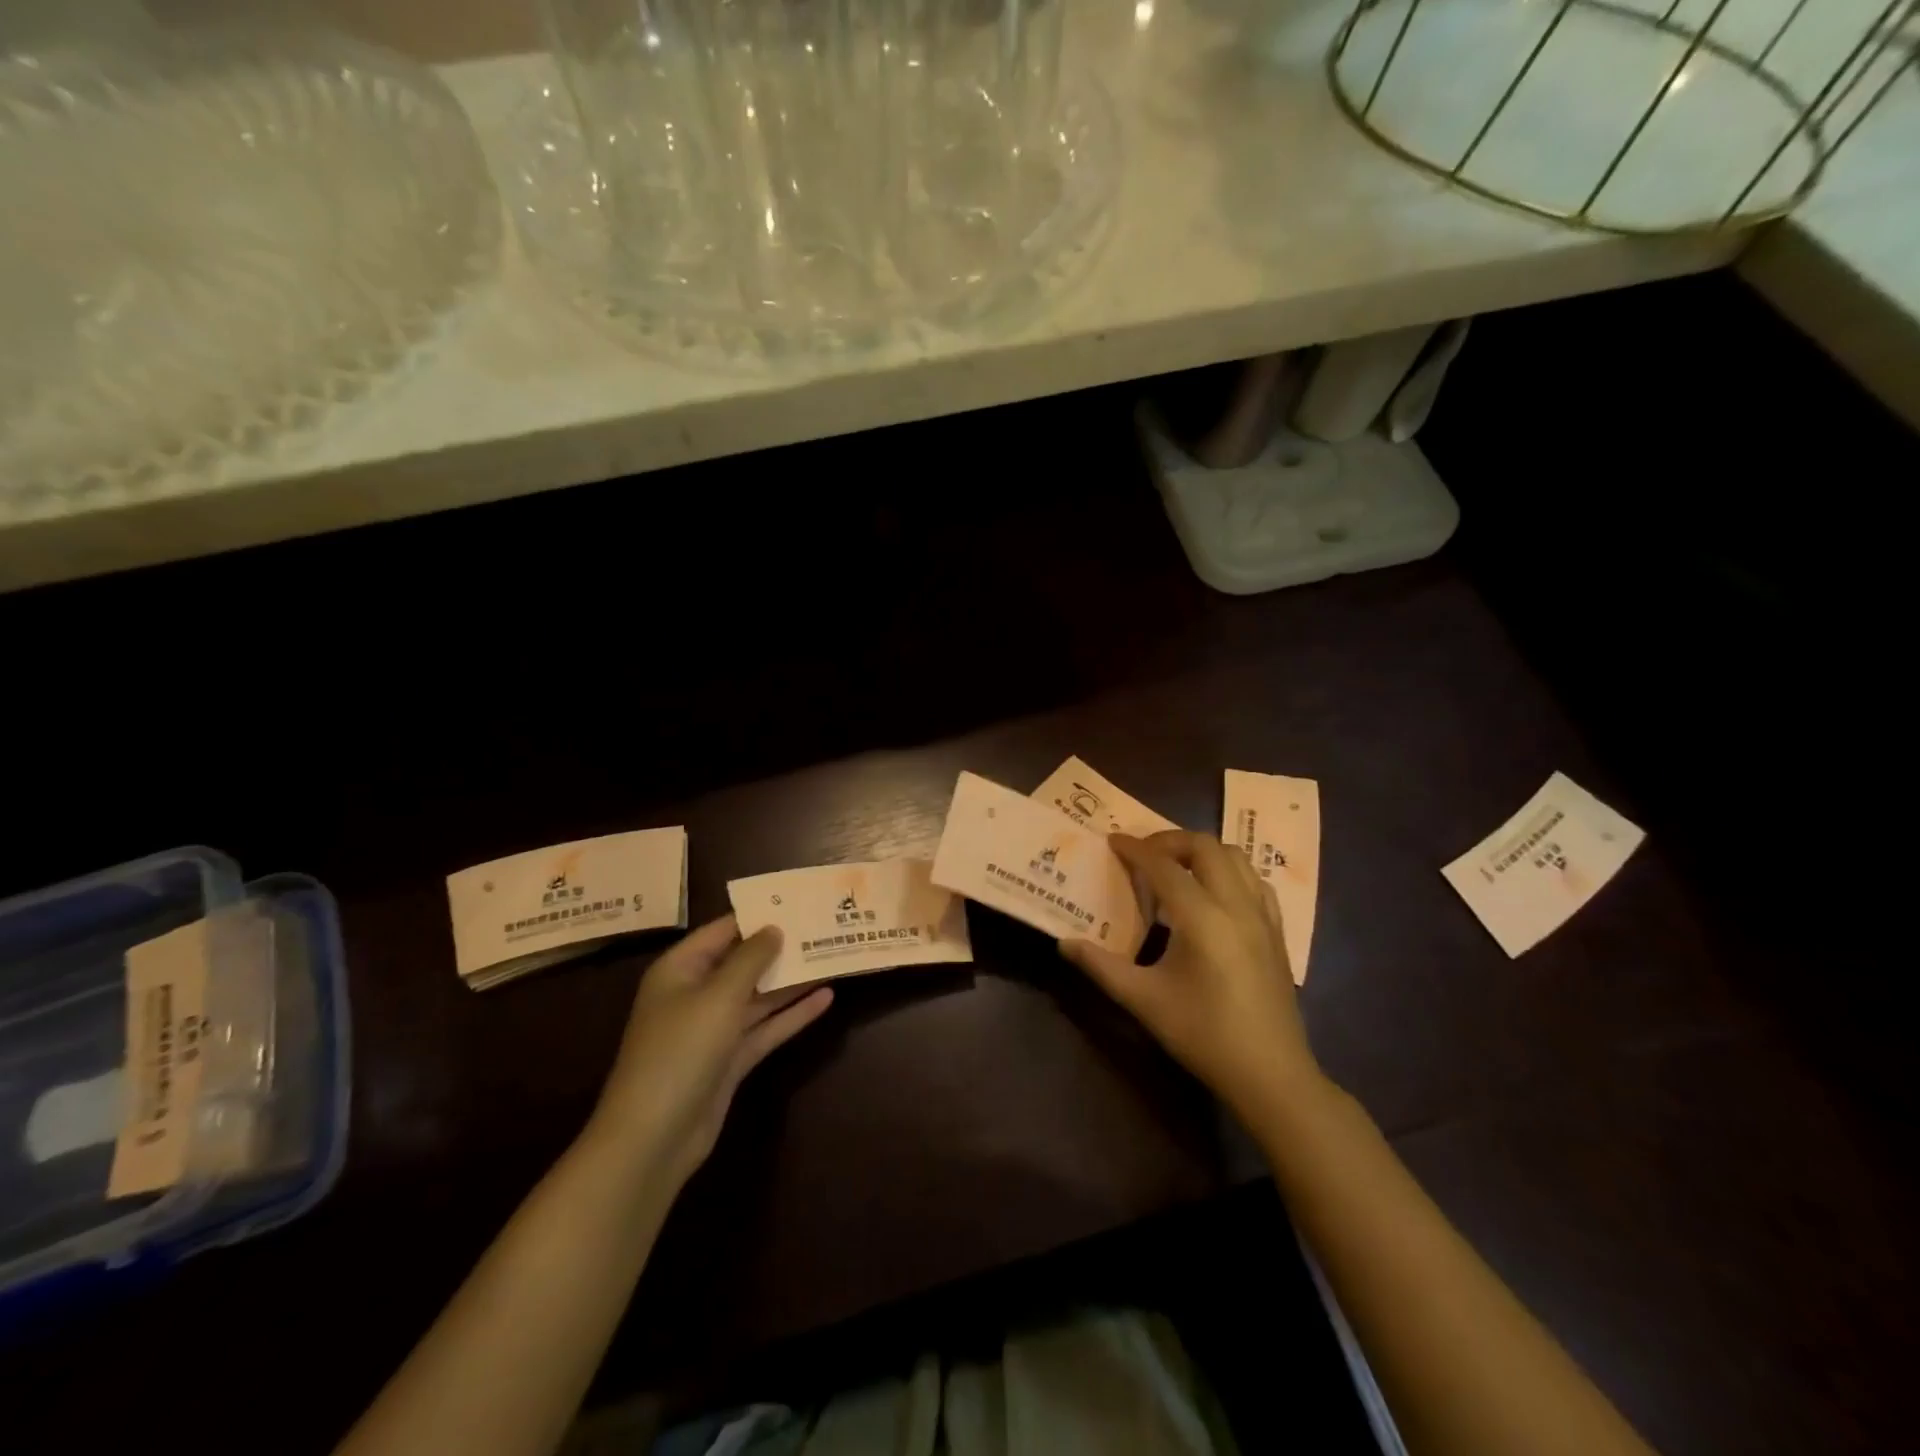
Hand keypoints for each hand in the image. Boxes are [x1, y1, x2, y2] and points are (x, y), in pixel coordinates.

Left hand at [588, 916, 831, 1187]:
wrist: (654, 1137)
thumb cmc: (680, 1051)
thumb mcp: (718, 996)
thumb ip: (751, 959)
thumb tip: (774, 928)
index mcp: (680, 970)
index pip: (723, 930)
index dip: (758, 915)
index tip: (797, 901)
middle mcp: (696, 994)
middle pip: (743, 962)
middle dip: (781, 947)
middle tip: (822, 926)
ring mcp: (714, 1029)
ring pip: (759, 996)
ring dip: (792, 980)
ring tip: (832, 955)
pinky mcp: (730, 1060)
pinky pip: (766, 1027)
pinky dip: (793, 1014)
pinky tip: (827, 998)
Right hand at [1060, 831, 1324, 1124]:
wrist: (1270, 1074)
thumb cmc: (1203, 1035)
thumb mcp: (1144, 1001)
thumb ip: (1101, 966)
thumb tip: (1064, 942)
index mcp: (1202, 918)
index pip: (1164, 866)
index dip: (1135, 849)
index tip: (1112, 841)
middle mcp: (1236, 905)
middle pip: (1205, 847)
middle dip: (1170, 841)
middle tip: (1142, 854)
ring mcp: (1262, 916)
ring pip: (1235, 857)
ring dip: (1202, 852)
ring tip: (1175, 868)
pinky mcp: (1277, 931)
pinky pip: (1255, 881)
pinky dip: (1230, 872)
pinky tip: (1214, 893)